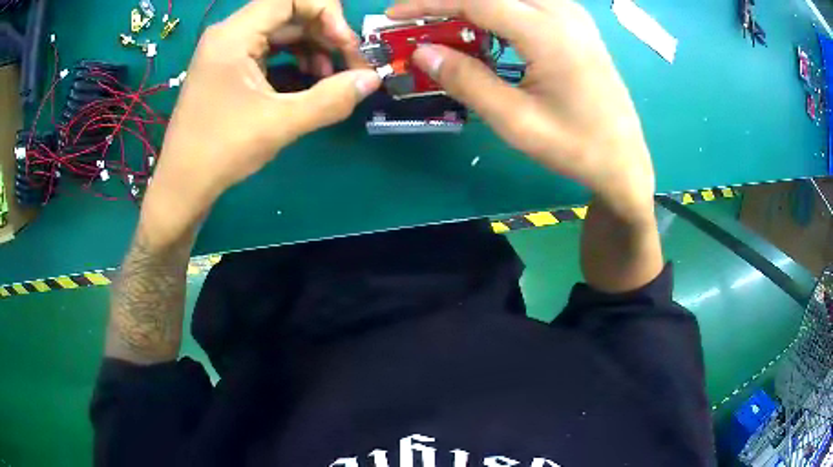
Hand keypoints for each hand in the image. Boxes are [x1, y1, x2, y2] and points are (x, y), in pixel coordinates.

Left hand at [141, 0, 380, 244]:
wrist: (183, 186)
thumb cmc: (221, 151)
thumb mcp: (280, 124)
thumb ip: (331, 99)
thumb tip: (372, 80)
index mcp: (234, 35)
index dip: (327, 14)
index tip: (346, 46)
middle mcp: (229, 34)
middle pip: (289, 14)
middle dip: (324, 35)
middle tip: (348, 65)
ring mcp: (228, 51)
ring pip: (282, 33)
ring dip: (312, 50)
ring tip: (328, 80)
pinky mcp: (229, 69)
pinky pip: (270, 51)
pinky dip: (294, 62)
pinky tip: (307, 84)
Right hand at [389, 0, 654, 219]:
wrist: (623, 159)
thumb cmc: (575, 146)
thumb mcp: (515, 120)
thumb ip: (467, 80)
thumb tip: (422, 52)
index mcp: (548, 32)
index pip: (475, 1)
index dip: (428, 3)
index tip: (394, 14)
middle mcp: (562, 12)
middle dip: (448, 2)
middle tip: (417, 23)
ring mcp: (573, 15)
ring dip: (472, 7)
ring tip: (444, 28)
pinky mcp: (576, 24)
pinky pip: (527, 4)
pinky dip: (496, 11)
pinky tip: (482, 30)